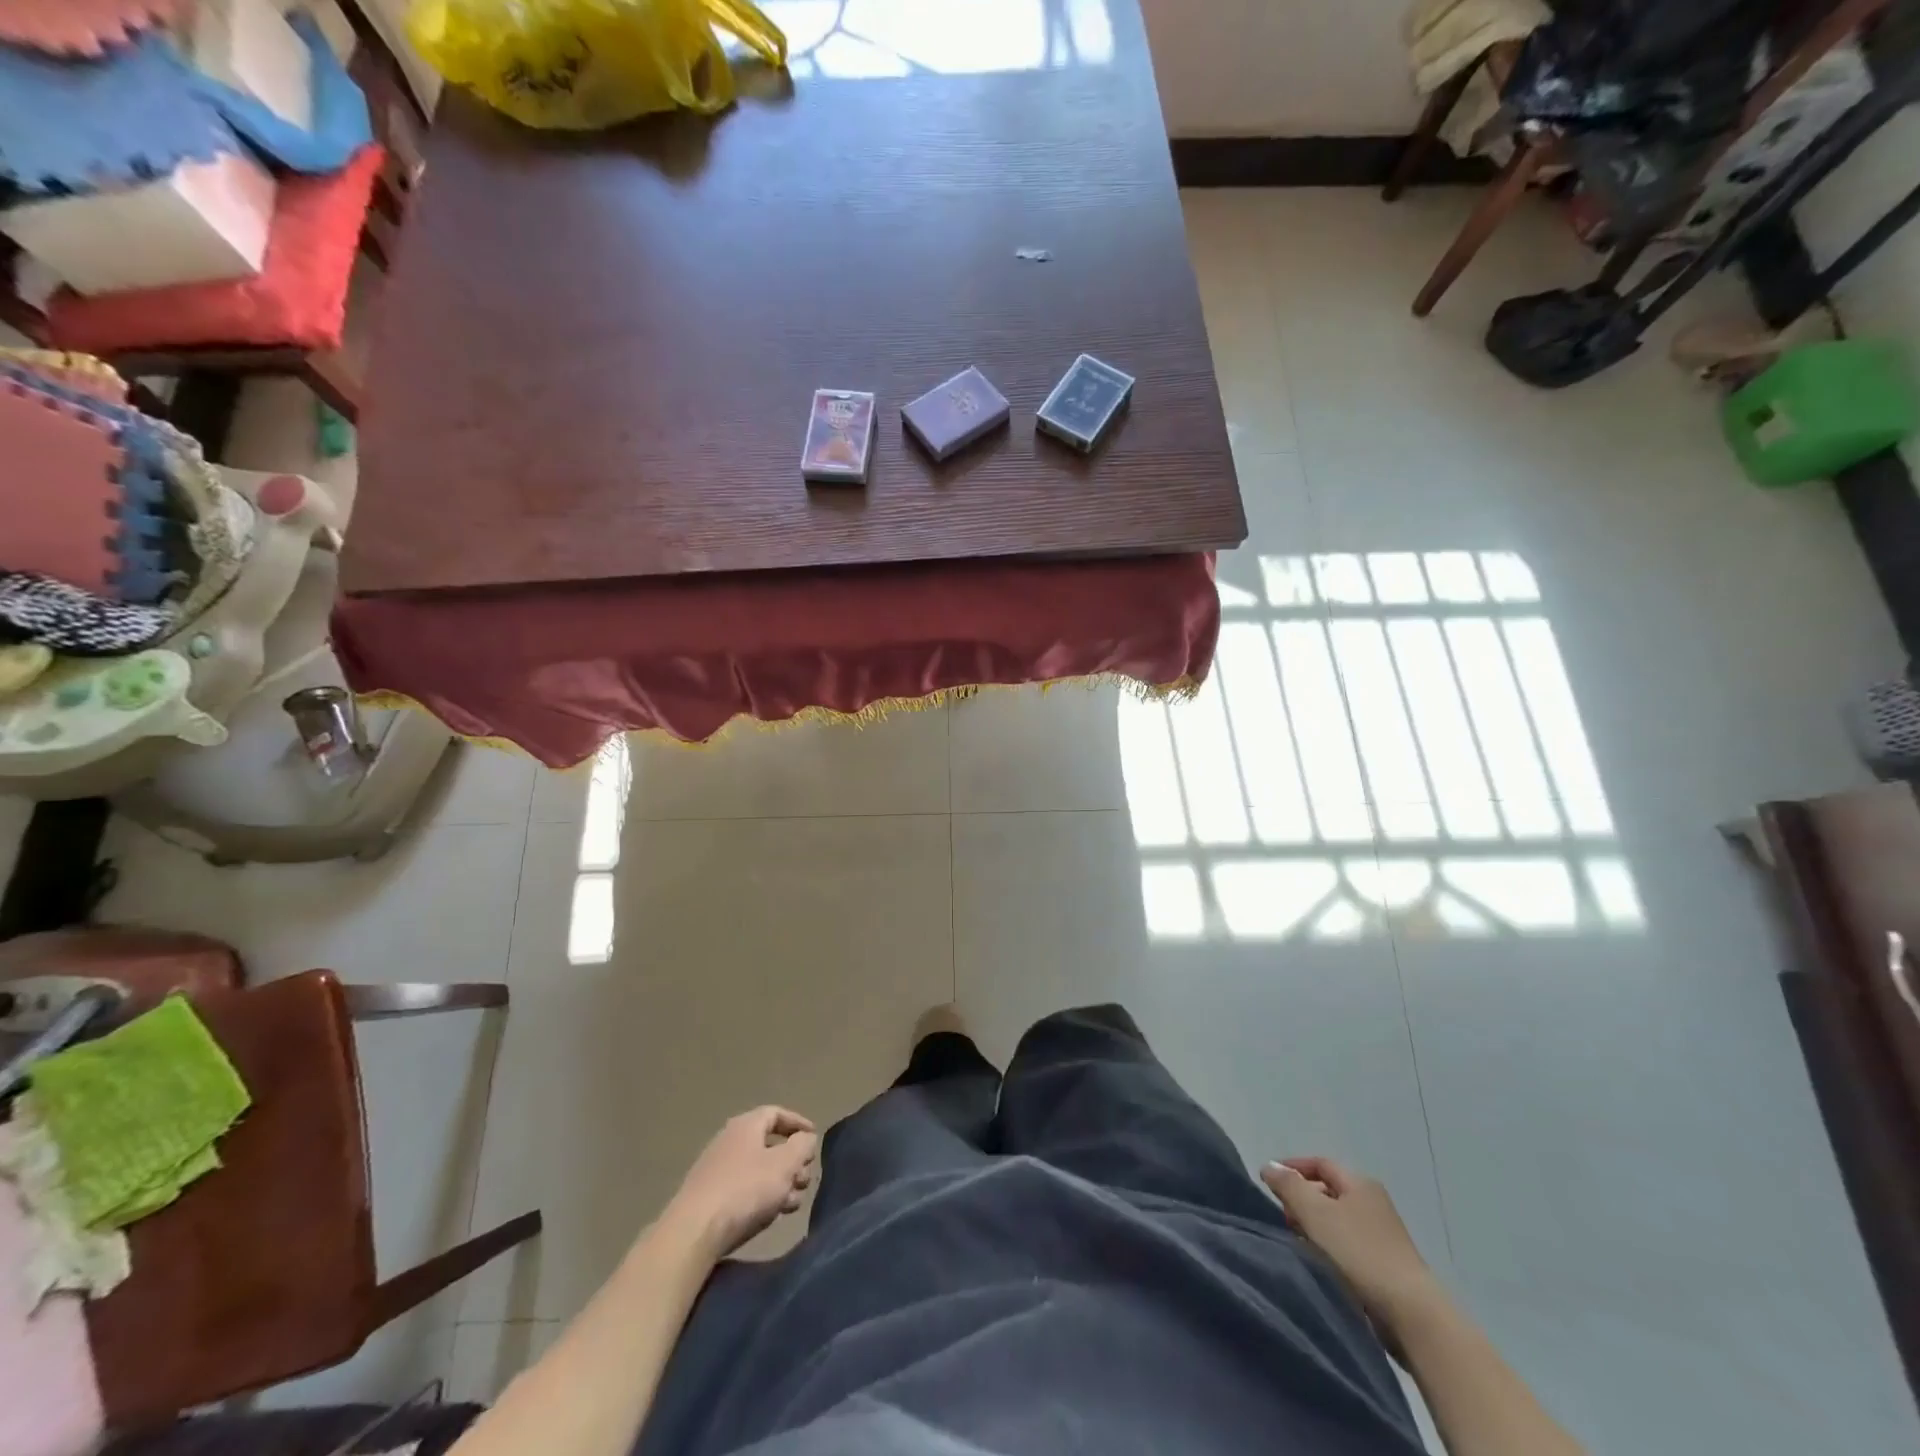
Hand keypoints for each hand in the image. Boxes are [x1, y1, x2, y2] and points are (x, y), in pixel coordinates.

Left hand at [664, 1107, 818, 1261]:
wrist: (693, 1232)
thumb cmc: (745, 1189)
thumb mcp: (785, 1164)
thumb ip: (802, 1146)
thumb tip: (805, 1138)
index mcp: (746, 1125)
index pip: (776, 1113)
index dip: (797, 1123)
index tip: (813, 1138)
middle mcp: (729, 1141)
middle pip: (768, 1144)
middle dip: (791, 1161)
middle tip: (805, 1179)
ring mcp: (715, 1170)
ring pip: (757, 1170)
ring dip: (779, 1183)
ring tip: (792, 1204)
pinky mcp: (708, 1197)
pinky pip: (743, 1189)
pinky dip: (761, 1196)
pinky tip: (770, 1215)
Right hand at [1260, 1156, 1438, 1328]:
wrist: (1411, 1314)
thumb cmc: (1358, 1253)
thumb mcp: (1315, 1212)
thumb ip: (1288, 1186)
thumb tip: (1269, 1166)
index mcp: (1360, 1183)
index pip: (1319, 1163)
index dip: (1292, 1168)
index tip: (1268, 1182)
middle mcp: (1374, 1203)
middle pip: (1328, 1191)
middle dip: (1301, 1199)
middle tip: (1282, 1215)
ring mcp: (1383, 1236)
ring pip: (1337, 1220)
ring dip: (1313, 1226)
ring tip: (1296, 1240)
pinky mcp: (1385, 1266)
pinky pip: (1347, 1245)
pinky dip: (1328, 1247)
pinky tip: (1318, 1263)